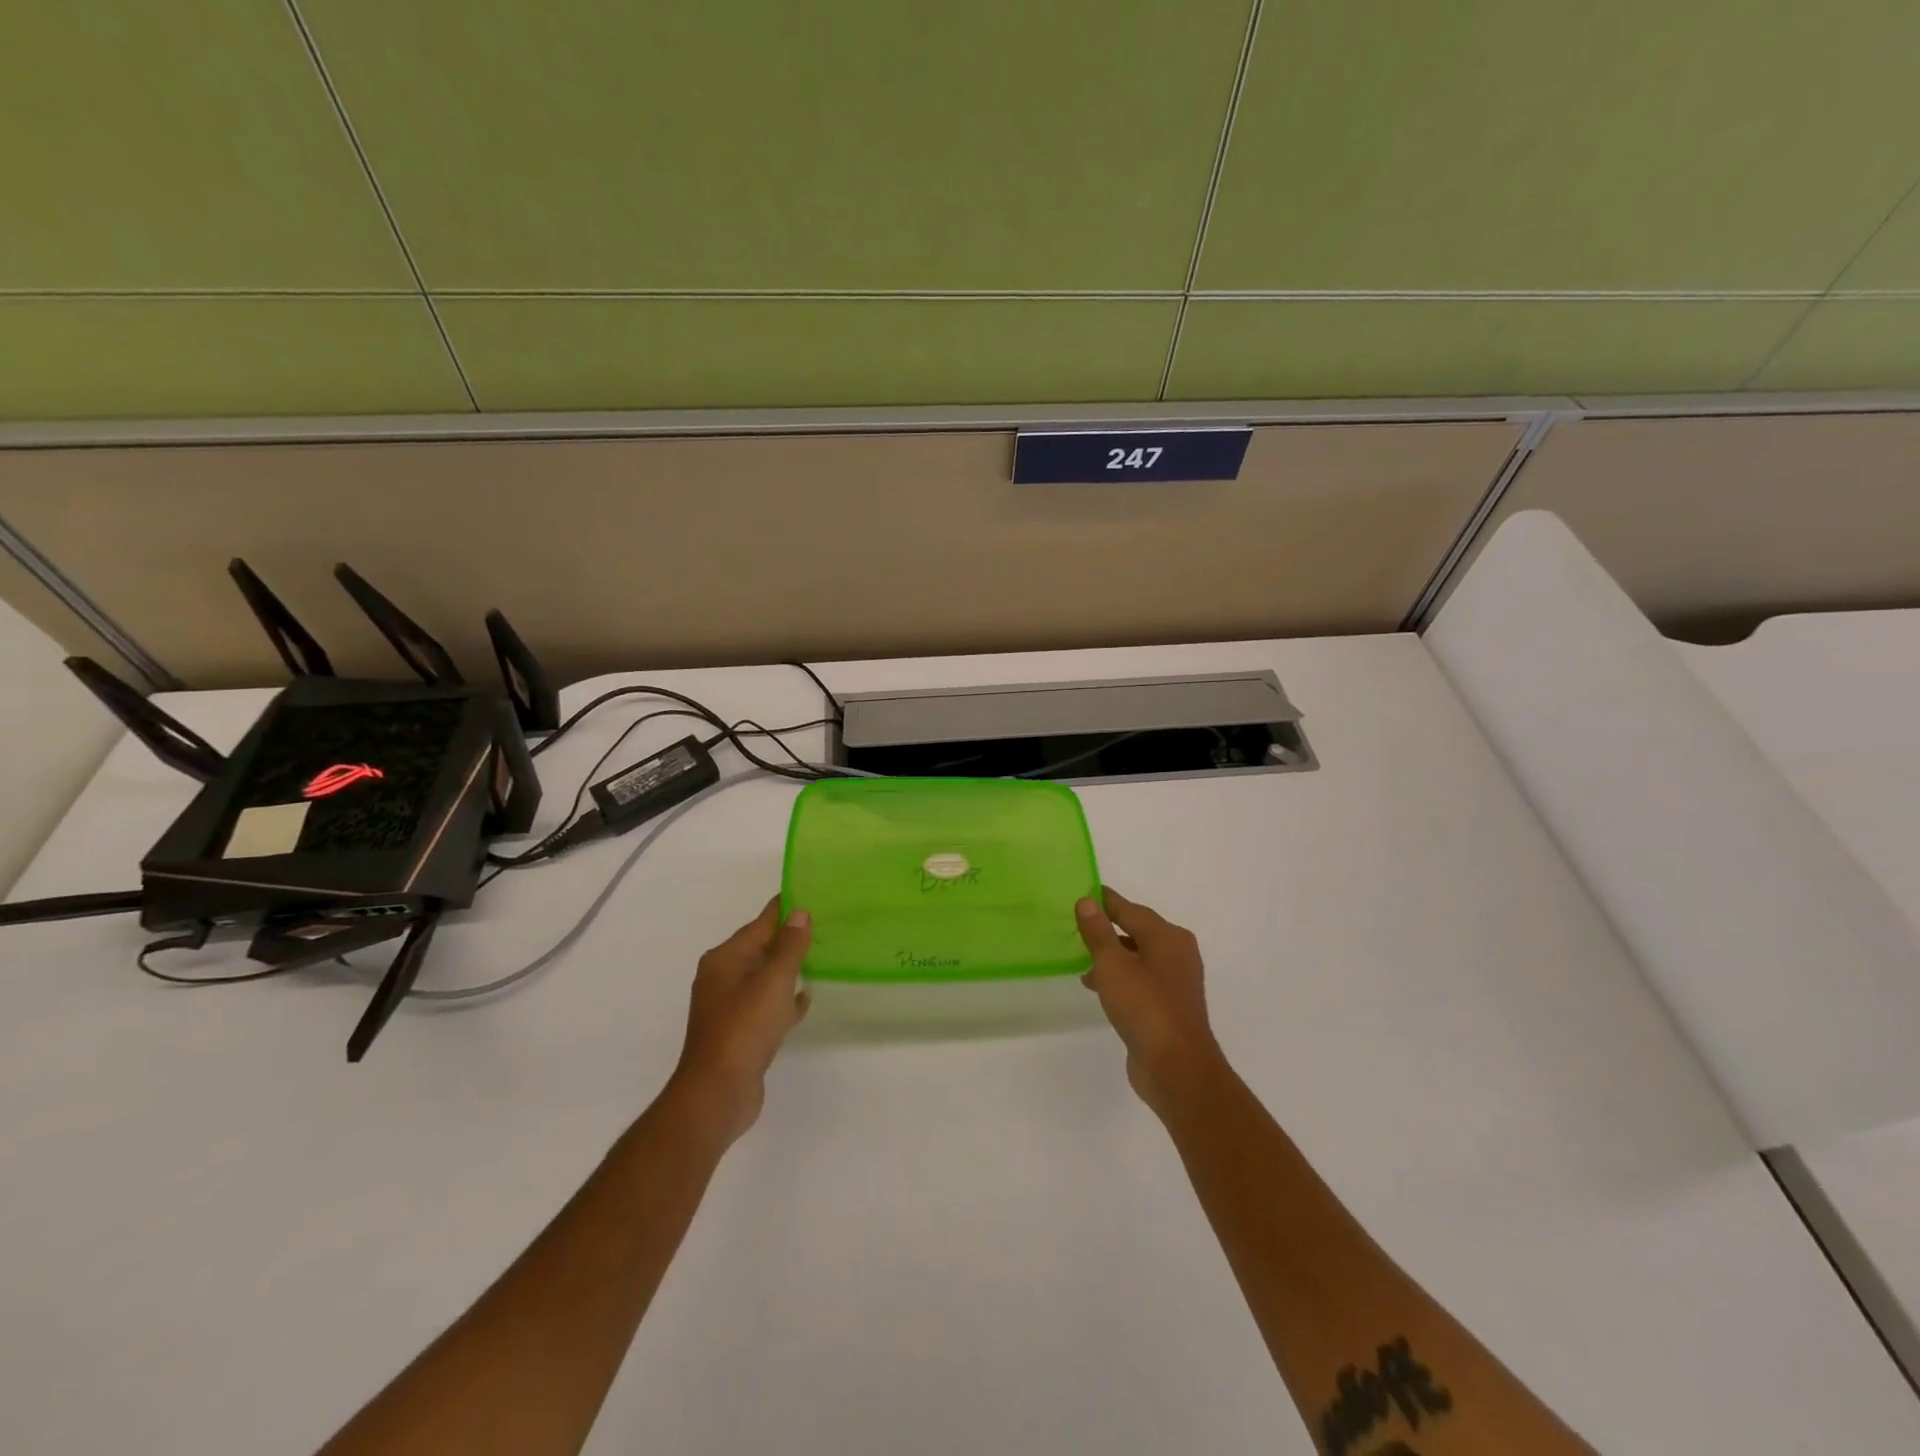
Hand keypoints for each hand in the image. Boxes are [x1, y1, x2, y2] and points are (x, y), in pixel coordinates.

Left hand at [671, 898, 811, 1142]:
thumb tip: (799, 913)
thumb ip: (789, 946)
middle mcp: (723, 978)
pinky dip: (784, 999)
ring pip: (765, 977)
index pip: (760, 923)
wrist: (718, 1093)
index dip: (785, 909)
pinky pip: (767, 1005)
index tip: (812, 895)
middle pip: (761, 948)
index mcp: (725, 959)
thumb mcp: (773, 980)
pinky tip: (806, 998)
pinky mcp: (740, 1033)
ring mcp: (730, 1007)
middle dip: (789, 938)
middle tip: (825, 926)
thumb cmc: (744, 1027)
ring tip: (821, 957)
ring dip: (788, 968)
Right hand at [1076, 887, 1224, 1117]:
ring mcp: (1175, 982)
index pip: (1130, 909)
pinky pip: (1139, 980)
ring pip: (1137, 957)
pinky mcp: (1168, 1006)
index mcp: (1168, 936)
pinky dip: (1119, 977)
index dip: (1105, 901)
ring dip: (1111, 955)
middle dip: (1107, 927)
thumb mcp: (1113, 964)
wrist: (1176, 1068)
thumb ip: (1098, 931)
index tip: (1082, 892)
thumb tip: (1087, 901)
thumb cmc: (1144, 1006)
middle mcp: (1177, 953)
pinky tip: (1097, 985)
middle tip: (1076, 924)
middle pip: (1137, 931)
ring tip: (1080, 957)